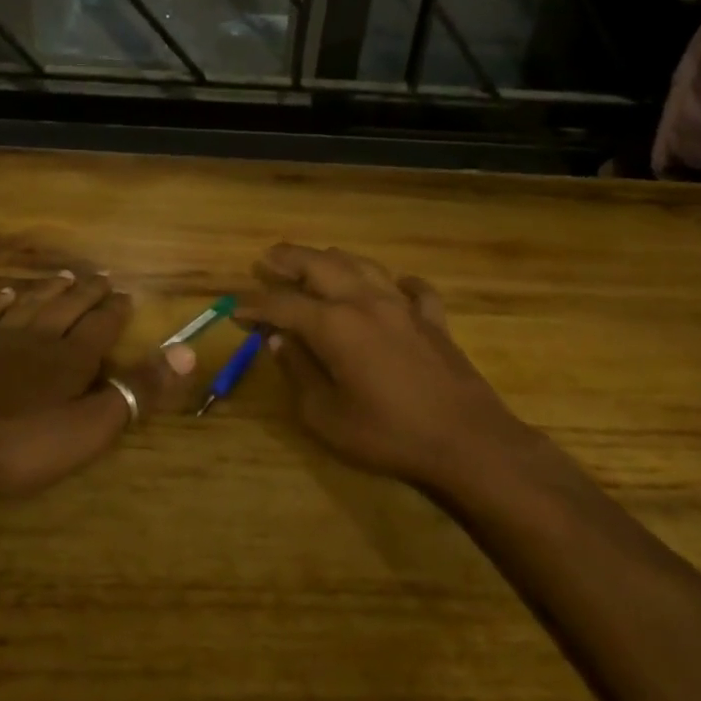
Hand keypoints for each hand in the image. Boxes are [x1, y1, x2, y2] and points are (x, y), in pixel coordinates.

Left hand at [0, 272, 197, 504]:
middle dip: (88, 293)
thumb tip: (188, 350)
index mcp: (70, 360)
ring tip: (64, 276)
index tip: (126, 293)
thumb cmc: (18, 443)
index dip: (115, 311)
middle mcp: (36, 339)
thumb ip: (137, 390)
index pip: (101, 327)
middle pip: (67, 309)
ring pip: (29, 306)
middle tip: (102, 276)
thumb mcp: (89, 426)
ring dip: (49, 291)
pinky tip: (4, 294)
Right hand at [237, 245, 538, 493]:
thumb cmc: (388, 434)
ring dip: (333, 259)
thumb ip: (298, 373)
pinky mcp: (433, 320)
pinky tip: (393, 287)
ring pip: (363, 266)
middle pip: (321, 266)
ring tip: (315, 260)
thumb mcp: (326, 416)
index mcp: (335, 325)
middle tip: (267, 259)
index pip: (283, 305)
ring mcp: (404, 306)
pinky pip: (412, 289)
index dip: (255, 304)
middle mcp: (366, 302)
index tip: (233, 307)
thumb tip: (278, 341)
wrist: (467, 441)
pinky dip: (396, 283)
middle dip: (289, 260)